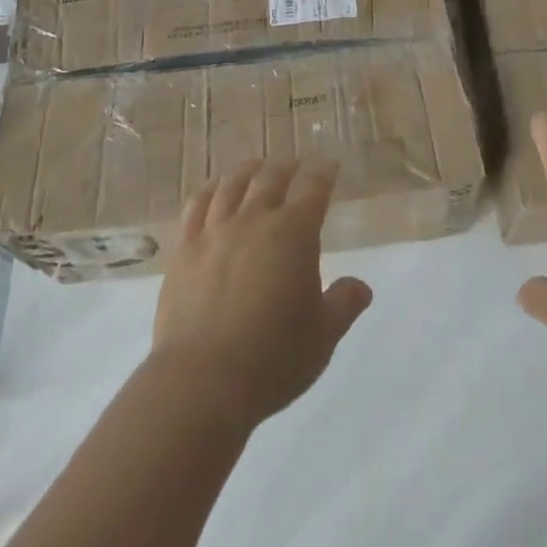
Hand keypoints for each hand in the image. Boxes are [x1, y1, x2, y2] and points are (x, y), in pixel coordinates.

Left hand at [150, 158, 373, 430]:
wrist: (202, 381)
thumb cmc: (272, 359)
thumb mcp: (323, 337)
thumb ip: (343, 304)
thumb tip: (361, 286)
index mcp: (293, 233)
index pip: (313, 187)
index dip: (323, 172)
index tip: (329, 165)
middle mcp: (254, 220)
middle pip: (271, 177)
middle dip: (288, 167)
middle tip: (296, 165)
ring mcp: (215, 231)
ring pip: (233, 184)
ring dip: (249, 170)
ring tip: (257, 167)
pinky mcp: (185, 248)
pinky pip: (197, 205)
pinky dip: (210, 189)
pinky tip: (214, 189)